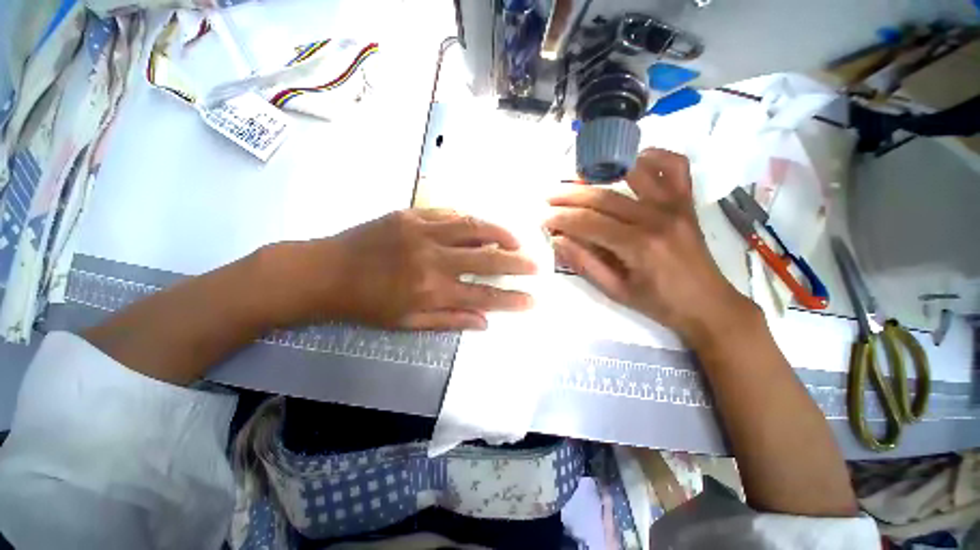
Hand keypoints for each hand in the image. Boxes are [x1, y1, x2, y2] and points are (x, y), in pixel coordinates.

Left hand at [262, 209, 536, 330]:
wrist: (324, 272)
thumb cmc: (366, 304)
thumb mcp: (407, 322)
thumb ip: (449, 320)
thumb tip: (484, 322)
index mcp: (431, 291)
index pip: (483, 297)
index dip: (511, 300)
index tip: (532, 300)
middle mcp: (432, 260)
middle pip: (486, 259)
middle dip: (516, 263)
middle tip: (536, 264)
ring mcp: (422, 232)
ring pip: (473, 227)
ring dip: (499, 233)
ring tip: (515, 240)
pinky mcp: (411, 215)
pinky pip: (449, 213)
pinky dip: (470, 220)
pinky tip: (481, 226)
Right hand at [545, 148, 755, 345]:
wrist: (708, 304)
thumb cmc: (658, 303)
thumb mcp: (615, 290)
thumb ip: (585, 263)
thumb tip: (558, 240)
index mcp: (639, 246)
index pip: (589, 223)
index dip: (562, 218)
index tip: (543, 218)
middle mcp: (657, 218)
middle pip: (604, 197)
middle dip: (570, 195)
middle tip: (549, 196)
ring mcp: (675, 205)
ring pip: (633, 173)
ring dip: (601, 172)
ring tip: (578, 179)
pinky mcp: (686, 201)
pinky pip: (674, 166)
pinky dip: (653, 157)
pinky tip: (632, 162)